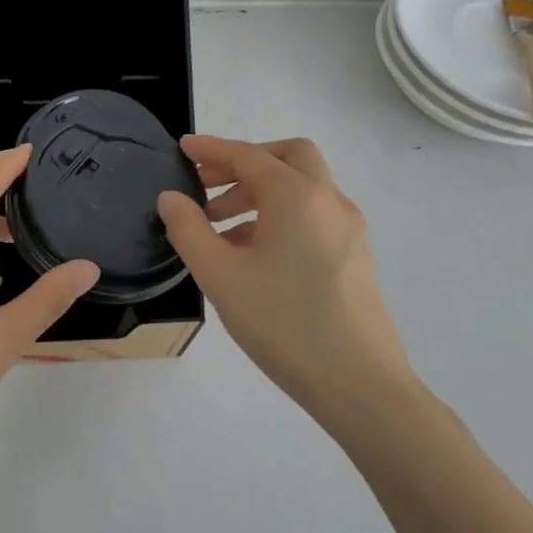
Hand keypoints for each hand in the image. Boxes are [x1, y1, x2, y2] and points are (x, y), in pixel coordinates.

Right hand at [157, 135, 414, 427]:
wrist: (360, 385)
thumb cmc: (283, 324)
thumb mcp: (220, 276)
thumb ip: (188, 230)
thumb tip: (172, 197)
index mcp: (297, 197)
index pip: (248, 156)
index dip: (211, 148)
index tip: (182, 148)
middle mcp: (330, 202)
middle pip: (287, 158)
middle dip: (243, 163)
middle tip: (206, 185)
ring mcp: (349, 229)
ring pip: (302, 188)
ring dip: (259, 193)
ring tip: (219, 228)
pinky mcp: (355, 256)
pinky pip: (313, 216)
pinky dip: (279, 215)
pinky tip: (252, 254)